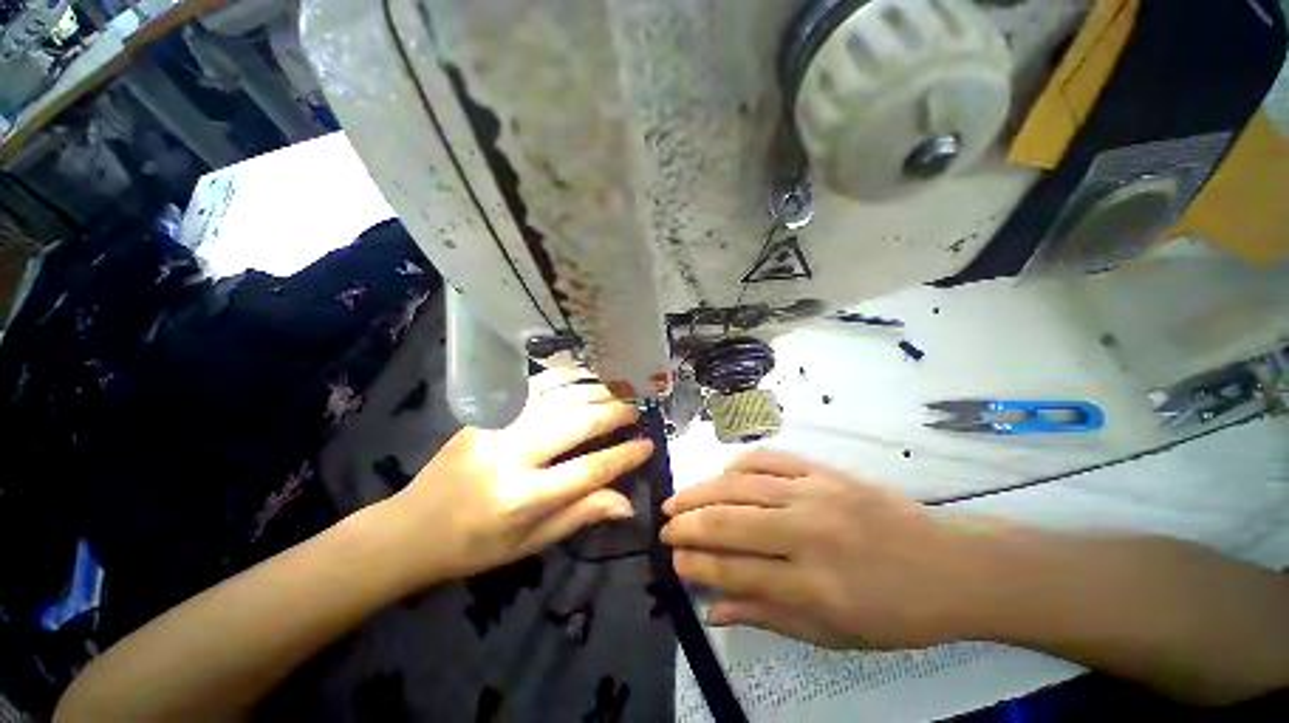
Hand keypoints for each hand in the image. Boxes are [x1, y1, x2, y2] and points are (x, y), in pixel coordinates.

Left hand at [380, 369, 652, 584]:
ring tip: (617, 388)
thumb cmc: (475, 546)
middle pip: (576, 422)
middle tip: (636, 408)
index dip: (624, 456)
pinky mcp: (485, 413)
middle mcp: (511, 455)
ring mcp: (495, 427)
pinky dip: (563, 378)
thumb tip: (628, 503)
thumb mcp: (530, 544)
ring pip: (558, 397)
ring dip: (593, 389)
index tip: (648, 444)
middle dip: (613, 412)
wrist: (410, 528)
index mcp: (522, 497)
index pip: (589, 469)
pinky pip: (533, 387)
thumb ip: (580, 515)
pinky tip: (582, 375)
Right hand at [661, 451, 996, 648]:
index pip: (736, 570)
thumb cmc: (894, 612)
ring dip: (702, 491)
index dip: (697, 565)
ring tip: (677, 498)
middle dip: (688, 524)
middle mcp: (809, 533)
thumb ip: (768, 616)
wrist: (949, 566)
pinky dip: (739, 464)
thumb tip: (713, 610)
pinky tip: (722, 473)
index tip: (674, 560)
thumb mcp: (833, 633)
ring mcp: (816, 493)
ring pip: (742, 485)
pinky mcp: (824, 471)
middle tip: (664, 525)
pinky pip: (770, 459)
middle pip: (731, 521)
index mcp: (814, 584)